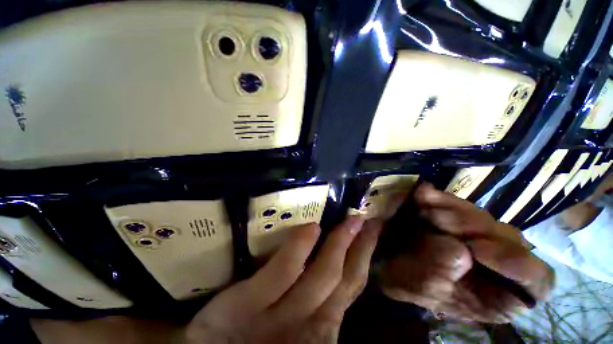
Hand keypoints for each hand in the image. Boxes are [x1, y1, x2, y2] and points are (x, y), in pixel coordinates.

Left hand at [182, 216, 381, 343]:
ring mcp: (280, 315)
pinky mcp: (247, 305)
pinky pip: (281, 272)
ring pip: (321, 276)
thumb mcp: (291, 318)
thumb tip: (334, 261)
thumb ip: (312, 295)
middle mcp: (309, 320)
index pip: (349, 285)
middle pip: (343, 279)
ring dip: (340, 245)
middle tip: (368, 219)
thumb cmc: (249, 338)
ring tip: (351, 219)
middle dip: (360, 247)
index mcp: (318, 322)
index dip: (364, 258)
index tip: (372, 232)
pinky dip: (299, 250)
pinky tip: (312, 228)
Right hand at [377, 183, 553, 323]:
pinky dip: (441, 199)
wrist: (392, 261)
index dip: (516, 263)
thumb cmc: (409, 283)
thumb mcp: (425, 286)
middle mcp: (500, 265)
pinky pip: (460, 206)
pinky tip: (422, 194)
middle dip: (469, 226)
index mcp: (500, 295)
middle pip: (508, 239)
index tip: (473, 248)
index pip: (537, 280)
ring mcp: (482, 238)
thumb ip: (444, 271)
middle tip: (433, 219)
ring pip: (484, 217)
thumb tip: (458, 248)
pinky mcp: (461, 221)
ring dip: (452, 208)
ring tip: (422, 204)